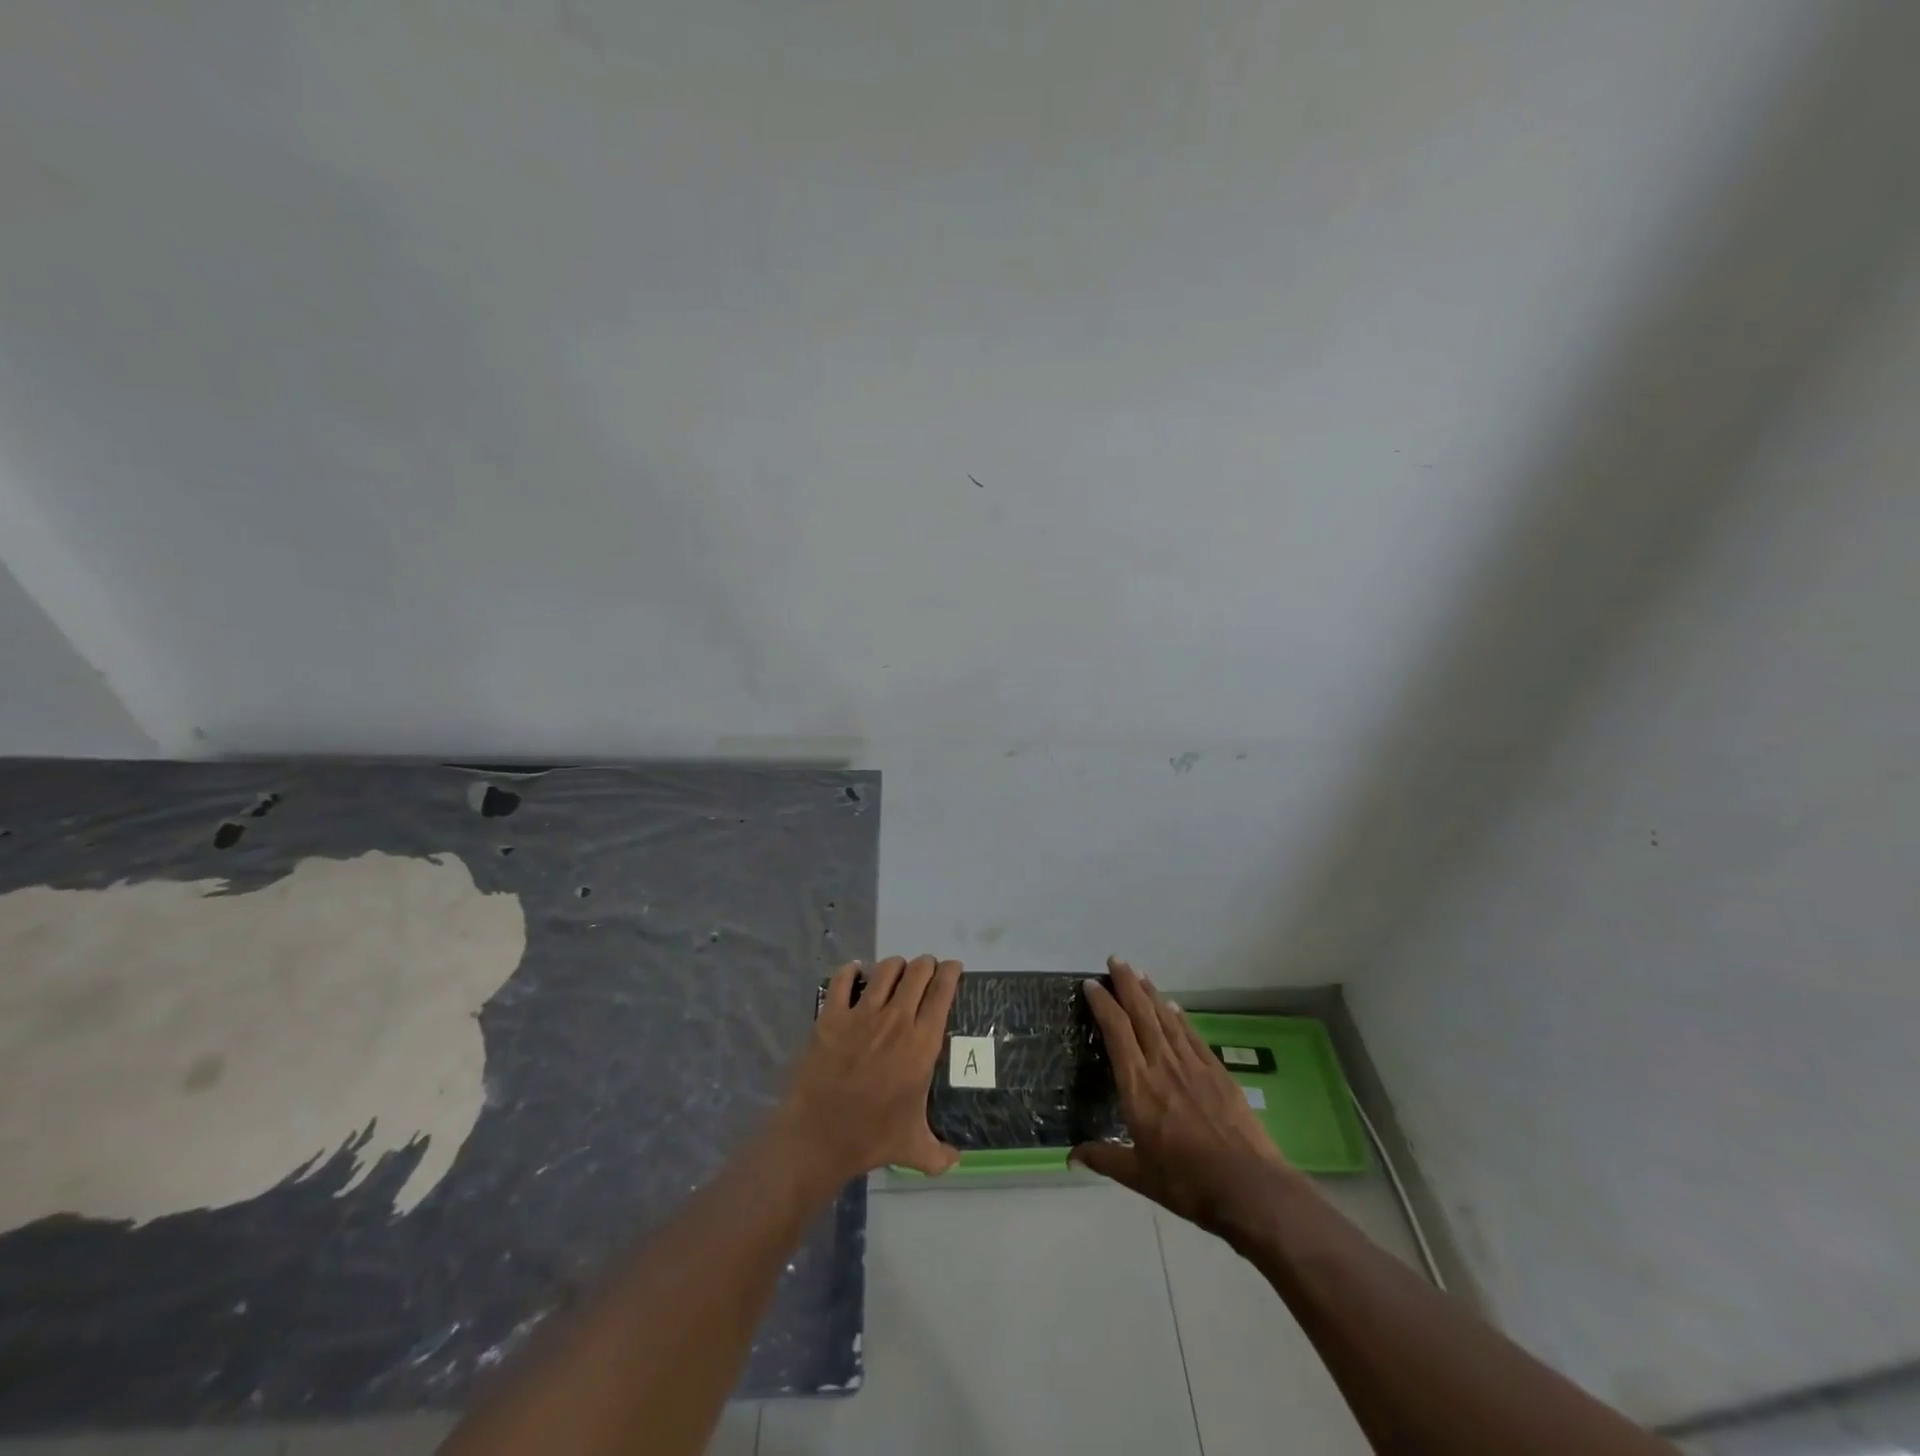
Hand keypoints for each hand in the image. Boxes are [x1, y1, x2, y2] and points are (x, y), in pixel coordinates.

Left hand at [774, 955, 962, 1183]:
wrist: (819, 1137)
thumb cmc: (871, 1138)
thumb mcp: (914, 1148)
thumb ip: (940, 1154)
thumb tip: (958, 1161)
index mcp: (921, 1044)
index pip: (942, 993)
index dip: (950, 973)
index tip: (952, 967)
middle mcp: (896, 1021)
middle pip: (917, 973)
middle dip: (925, 965)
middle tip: (926, 970)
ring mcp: (861, 1015)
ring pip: (885, 970)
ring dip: (895, 966)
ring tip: (896, 971)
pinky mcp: (832, 1016)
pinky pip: (843, 980)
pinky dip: (851, 971)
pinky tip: (855, 972)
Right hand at [1072, 957, 1303, 1238]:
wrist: (1248, 1187)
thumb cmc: (1187, 1183)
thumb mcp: (1139, 1176)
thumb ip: (1104, 1158)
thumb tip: (1071, 1157)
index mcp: (1138, 1086)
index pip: (1116, 1032)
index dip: (1102, 1004)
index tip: (1091, 984)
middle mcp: (1162, 1065)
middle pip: (1141, 1013)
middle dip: (1126, 983)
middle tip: (1116, 960)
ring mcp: (1192, 1065)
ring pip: (1166, 1018)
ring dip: (1151, 992)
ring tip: (1140, 972)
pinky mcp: (1217, 1071)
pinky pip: (1192, 1035)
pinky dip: (1179, 1016)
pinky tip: (1173, 1006)